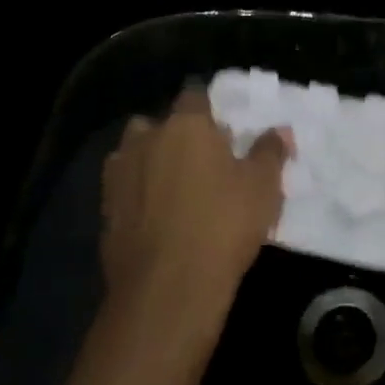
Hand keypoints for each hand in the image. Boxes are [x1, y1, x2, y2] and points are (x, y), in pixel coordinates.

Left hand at [100, 88, 290, 335]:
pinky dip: (135, 194)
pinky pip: (122, 188)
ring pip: (132, 153)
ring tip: (173, 185)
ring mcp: (119, 174)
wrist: (167, 288)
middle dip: (173, 134)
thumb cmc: (223, 225)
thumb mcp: (263, 187)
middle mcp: (147, 139)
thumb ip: (270, 152)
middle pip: (157, 123)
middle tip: (200, 158)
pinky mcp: (104, 211)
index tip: (223, 128)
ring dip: (148, 160)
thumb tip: (280, 131)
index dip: (208, 109)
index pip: (194, 96)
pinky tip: (154, 215)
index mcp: (186, 125)